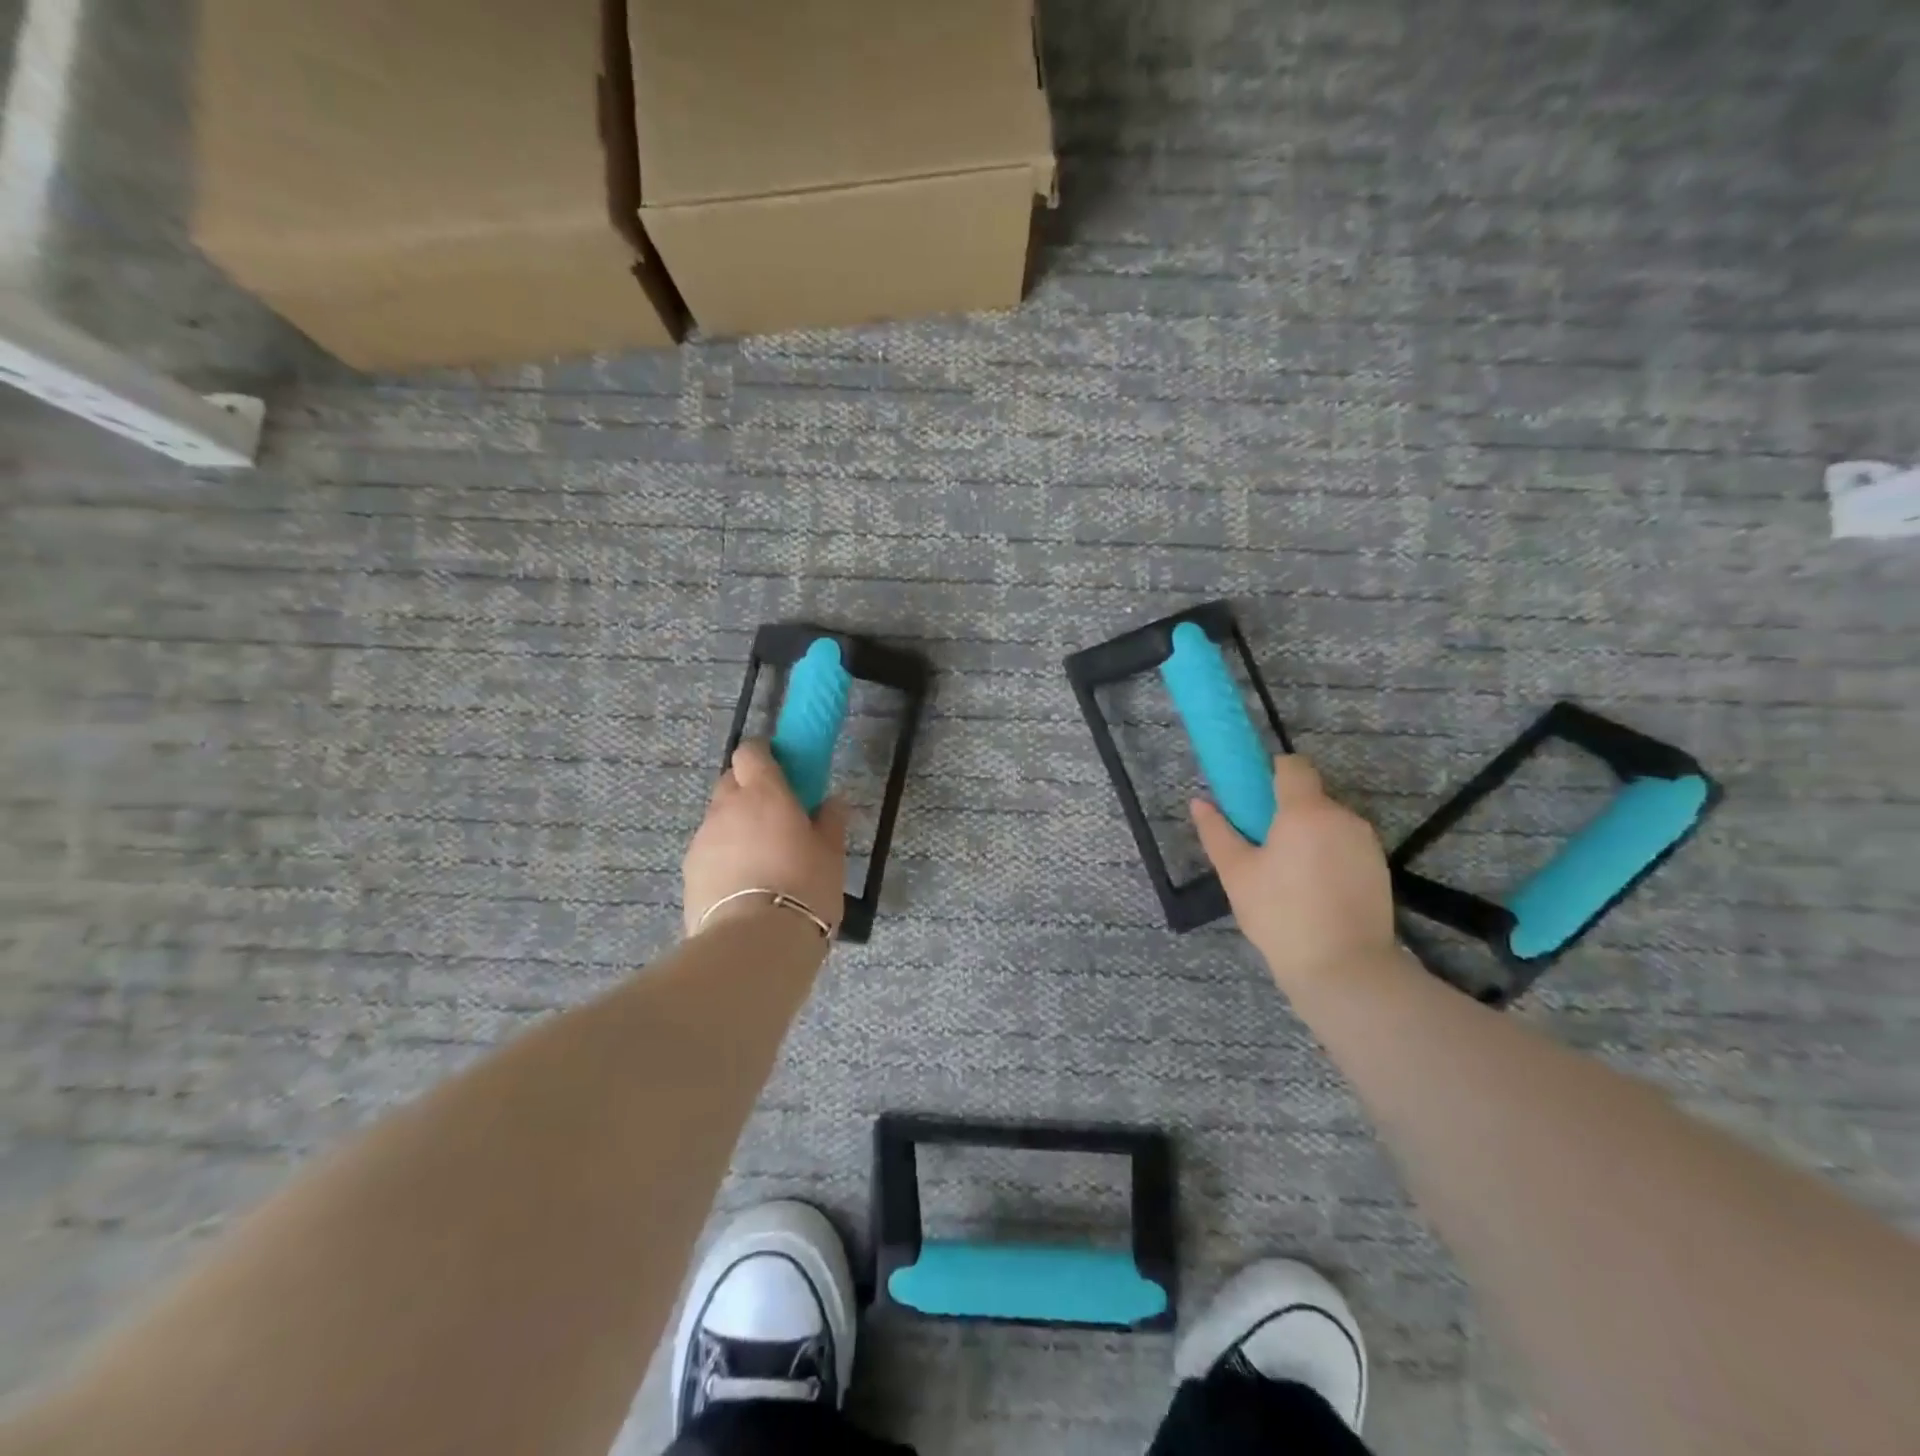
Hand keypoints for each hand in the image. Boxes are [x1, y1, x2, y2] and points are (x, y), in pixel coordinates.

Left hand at [682, 740, 848, 937]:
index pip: (751, 751)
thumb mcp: (831, 855)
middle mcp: (726, 807)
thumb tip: (833, 801)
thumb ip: (831, 822)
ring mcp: (703, 839)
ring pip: (718, 819)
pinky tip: (744, 885)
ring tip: (760, 860)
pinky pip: (709, 851)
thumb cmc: (804, 888)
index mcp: (764, 793)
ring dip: (736, 827)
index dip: (763, 756)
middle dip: (749, 791)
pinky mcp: (689, 872)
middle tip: (775, 817)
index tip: (782, 771)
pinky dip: (724, 857)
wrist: (754, 944)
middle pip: (731, 782)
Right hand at [1191, 755, 1397, 994]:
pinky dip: (1329, 855)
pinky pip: (1346, 846)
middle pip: (1311, 796)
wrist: (1344, 968)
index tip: (1254, 800)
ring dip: (1309, 835)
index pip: (1293, 766)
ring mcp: (1366, 843)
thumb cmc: (1280, 915)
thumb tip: (1199, 802)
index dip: (1271, 773)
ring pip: (1330, 822)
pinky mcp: (1380, 868)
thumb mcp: (1236, 874)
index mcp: (1305, 811)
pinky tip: (1315, 891)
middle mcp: (1342, 817)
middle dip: (1287, 812)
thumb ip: (1217, 832)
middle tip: (1264, 849)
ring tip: (1289, 876)